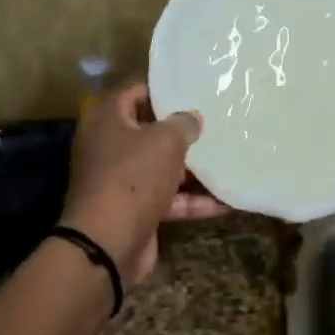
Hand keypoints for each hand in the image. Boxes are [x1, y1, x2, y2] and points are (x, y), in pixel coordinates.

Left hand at [60, 83, 225, 288]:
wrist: (107, 244)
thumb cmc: (133, 176)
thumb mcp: (166, 140)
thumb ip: (183, 123)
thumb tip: (192, 118)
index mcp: (106, 120)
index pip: (134, 93)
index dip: (163, 91)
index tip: (193, 91)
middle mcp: (108, 147)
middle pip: (149, 132)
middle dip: (181, 131)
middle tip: (215, 123)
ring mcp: (120, 182)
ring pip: (160, 167)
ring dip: (192, 169)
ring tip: (228, 159)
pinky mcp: (134, 211)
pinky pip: (168, 199)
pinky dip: (193, 201)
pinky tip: (226, 202)